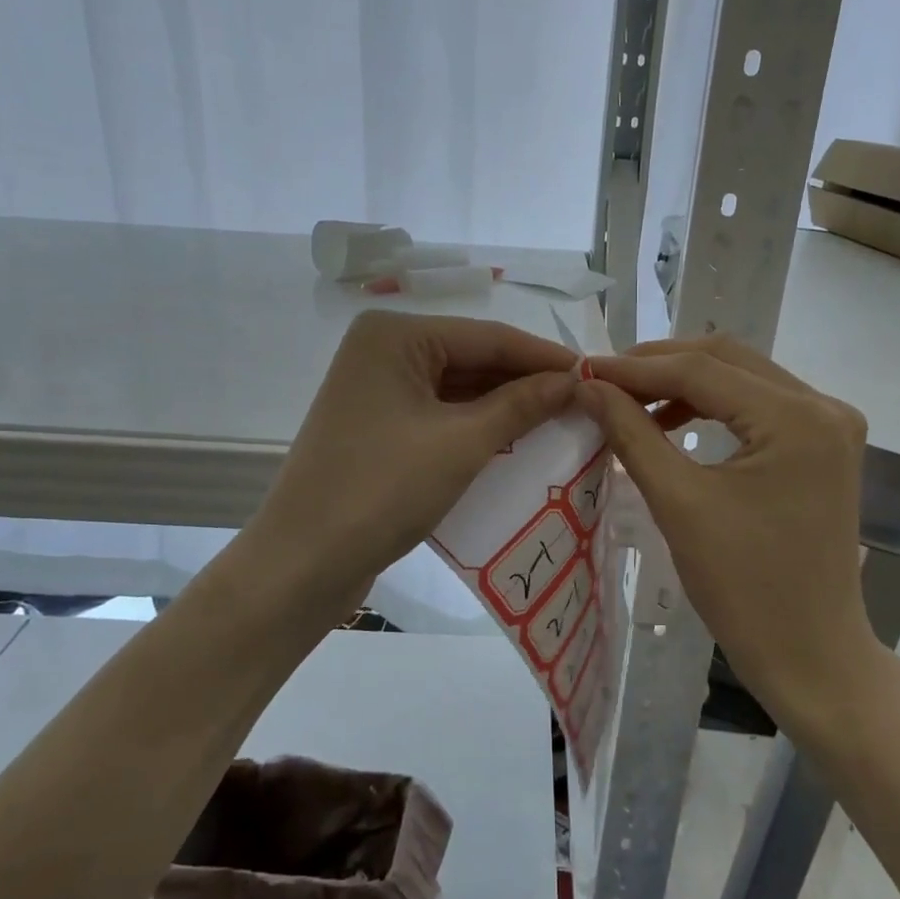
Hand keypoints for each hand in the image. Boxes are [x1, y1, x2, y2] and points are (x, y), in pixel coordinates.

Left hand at [248, 310, 577, 613]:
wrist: (304, 563)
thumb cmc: (382, 490)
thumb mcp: (461, 444)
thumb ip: (521, 405)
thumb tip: (574, 381)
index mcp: (395, 335)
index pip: (487, 336)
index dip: (544, 357)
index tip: (596, 375)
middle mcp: (383, 350)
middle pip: (472, 359)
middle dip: (525, 382)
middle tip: (583, 403)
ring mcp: (377, 389)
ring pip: (457, 388)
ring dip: (504, 406)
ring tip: (561, 421)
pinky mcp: (378, 425)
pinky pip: (439, 414)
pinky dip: (476, 427)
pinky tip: (517, 440)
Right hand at [574, 336, 875, 710]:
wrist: (811, 654)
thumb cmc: (745, 588)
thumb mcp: (679, 503)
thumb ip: (632, 433)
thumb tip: (588, 388)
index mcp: (797, 418)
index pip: (702, 370)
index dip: (636, 369)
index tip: (585, 372)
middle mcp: (823, 406)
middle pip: (726, 360)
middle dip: (659, 366)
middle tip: (604, 383)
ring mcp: (829, 425)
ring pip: (742, 378)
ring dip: (684, 383)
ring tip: (630, 402)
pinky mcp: (822, 447)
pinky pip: (757, 406)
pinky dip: (711, 407)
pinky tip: (671, 422)